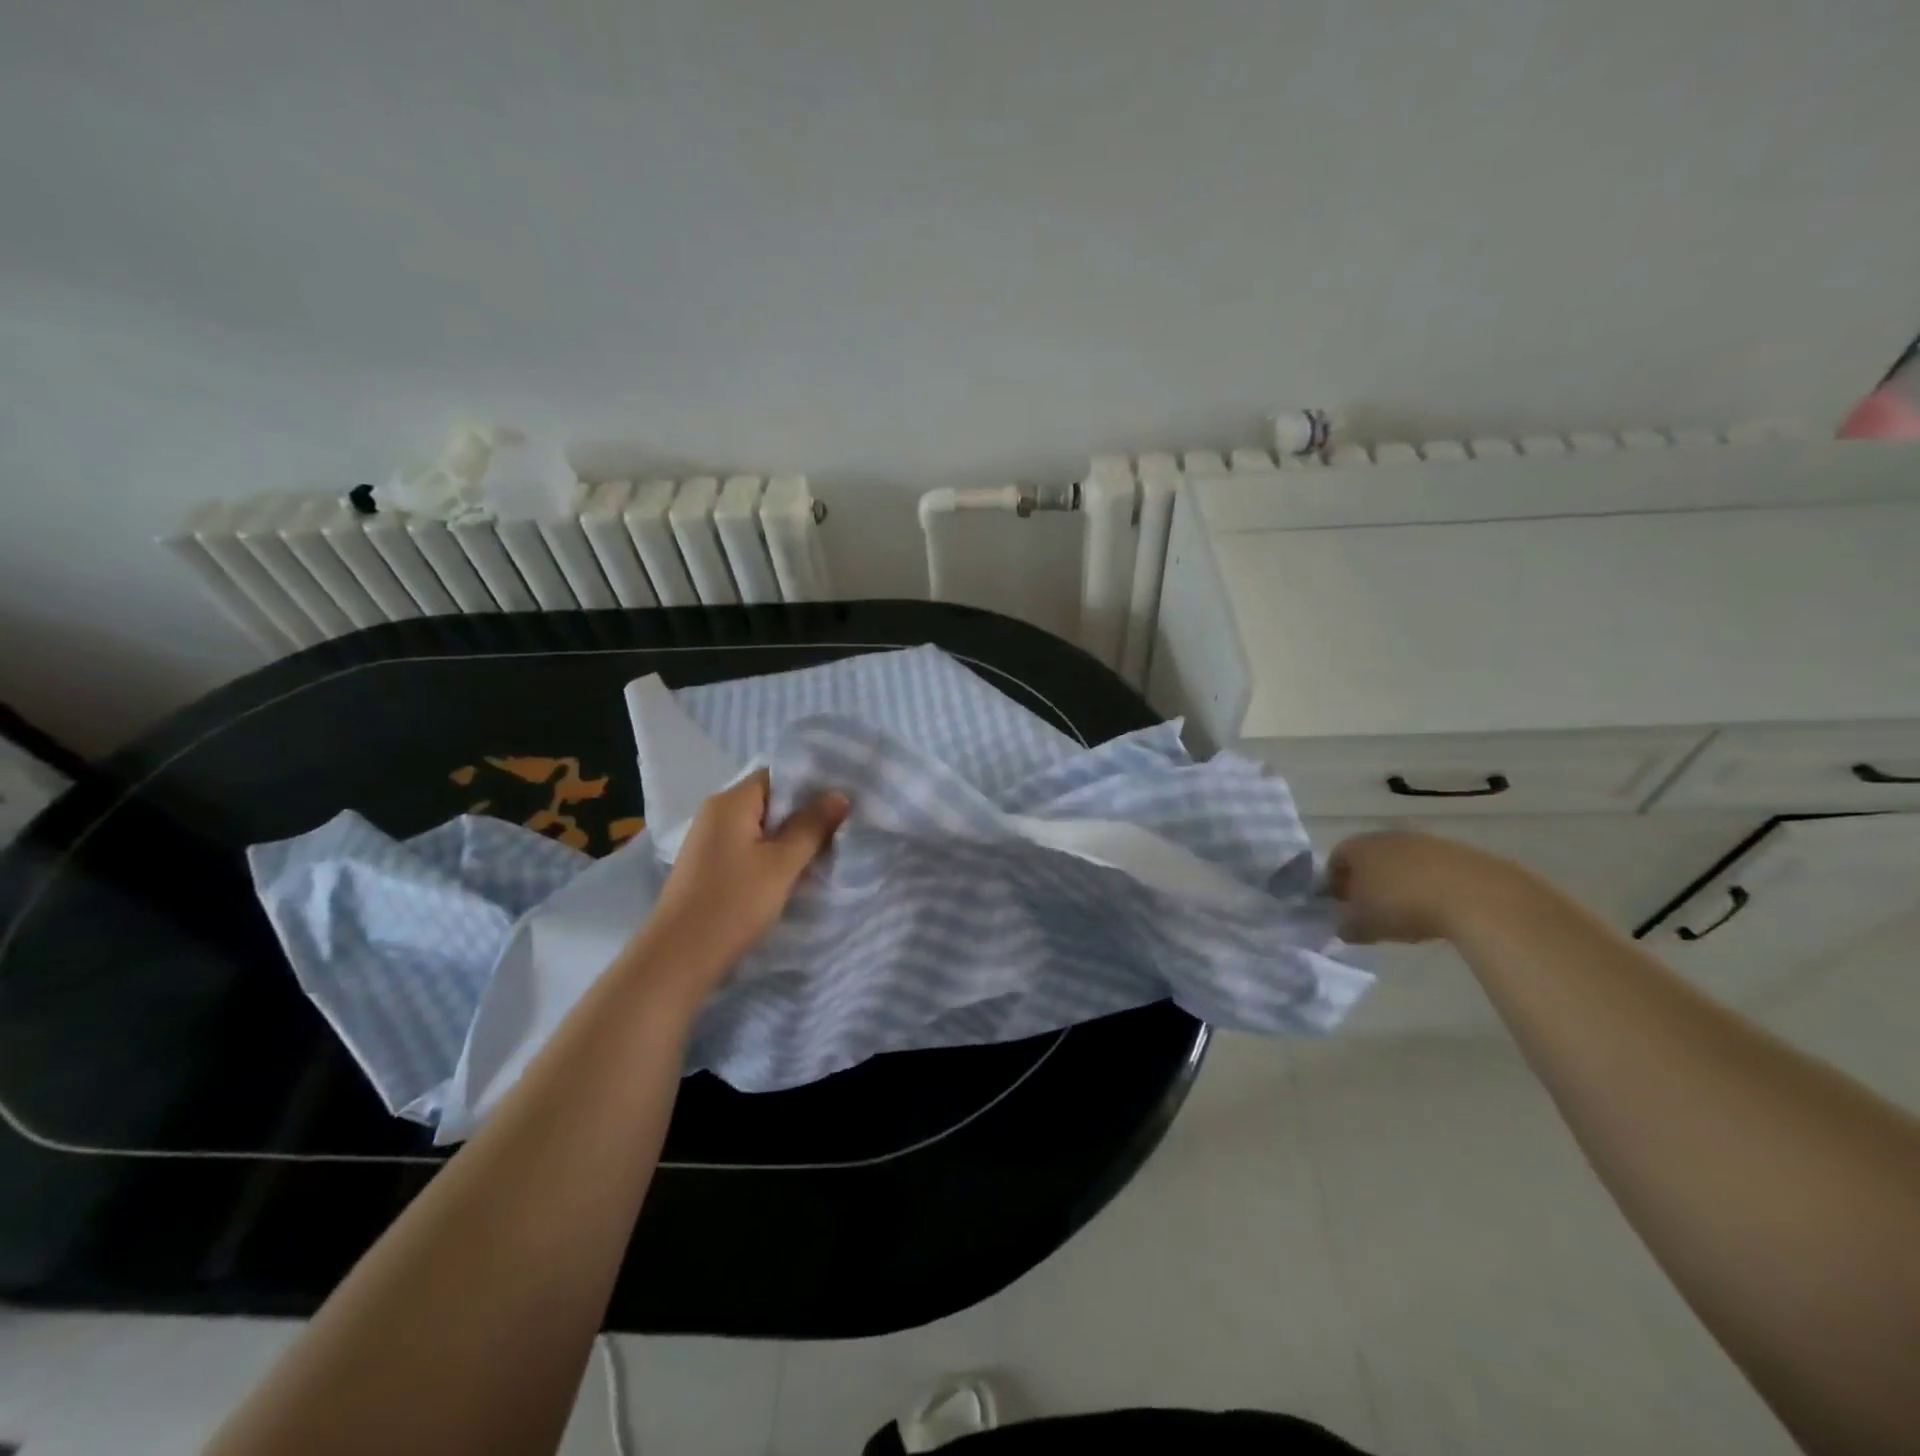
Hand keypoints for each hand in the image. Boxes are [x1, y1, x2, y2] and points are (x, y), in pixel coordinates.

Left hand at [633, 770, 848, 995]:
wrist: (679, 957)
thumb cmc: (733, 903)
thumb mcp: (782, 863)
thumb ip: (812, 826)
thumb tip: (839, 795)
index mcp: (731, 801)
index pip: (778, 775)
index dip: (811, 784)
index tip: (843, 800)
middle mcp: (716, 812)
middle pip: (769, 799)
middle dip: (804, 813)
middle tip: (842, 826)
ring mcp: (709, 839)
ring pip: (759, 826)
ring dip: (789, 836)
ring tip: (824, 849)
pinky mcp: (708, 865)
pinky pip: (747, 846)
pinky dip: (771, 853)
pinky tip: (792, 871)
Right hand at [1326, 830, 1522, 943]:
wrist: (1475, 896)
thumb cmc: (1403, 906)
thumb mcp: (1363, 925)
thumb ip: (1345, 926)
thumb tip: (1343, 926)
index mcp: (1358, 847)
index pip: (1335, 859)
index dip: (1333, 883)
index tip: (1340, 906)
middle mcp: (1387, 836)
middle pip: (1369, 858)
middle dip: (1367, 882)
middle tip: (1372, 909)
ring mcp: (1425, 841)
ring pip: (1402, 862)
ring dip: (1399, 883)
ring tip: (1407, 912)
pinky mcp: (1458, 852)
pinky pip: (1432, 869)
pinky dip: (1428, 885)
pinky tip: (1437, 908)